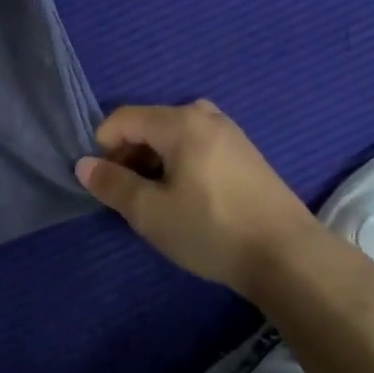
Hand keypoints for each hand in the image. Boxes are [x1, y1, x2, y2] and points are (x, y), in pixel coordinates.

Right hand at [77, 101, 323, 294]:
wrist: (288, 256)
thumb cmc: (211, 229)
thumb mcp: (150, 213)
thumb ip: (112, 185)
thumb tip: (84, 165)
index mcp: (181, 122)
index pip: (123, 118)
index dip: (103, 146)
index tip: (104, 183)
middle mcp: (206, 116)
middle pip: (150, 124)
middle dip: (129, 155)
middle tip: (128, 196)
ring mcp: (231, 134)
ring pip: (174, 137)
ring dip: (154, 162)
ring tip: (157, 202)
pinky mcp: (246, 155)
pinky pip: (198, 147)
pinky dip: (180, 165)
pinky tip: (188, 201)